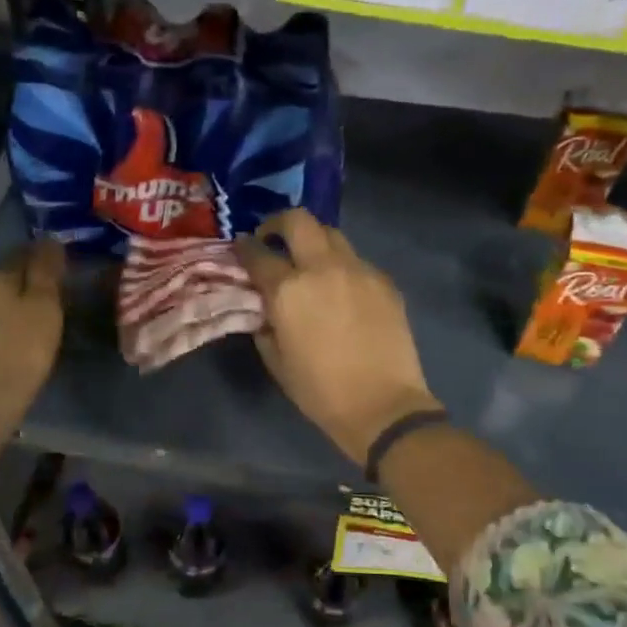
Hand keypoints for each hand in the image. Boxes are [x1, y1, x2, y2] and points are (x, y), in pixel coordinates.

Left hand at [0, 238, 66, 424]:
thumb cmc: (24, 346)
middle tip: (61, 290)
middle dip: (33, 278)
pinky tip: (26, 334)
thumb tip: (50, 239)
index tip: (67, 264)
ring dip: (22, 301)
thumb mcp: (45, 304)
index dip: (45, 254)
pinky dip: (13, 321)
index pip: (23, 252)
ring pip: (3, 298)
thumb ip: (47, 269)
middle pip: (11, 275)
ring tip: (47, 314)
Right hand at [237, 210, 439, 466]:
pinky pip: (357, 261)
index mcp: (288, 290)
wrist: (383, 405)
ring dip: (313, 241)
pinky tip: (341, 290)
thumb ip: (265, 325)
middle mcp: (322, 268)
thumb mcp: (276, 360)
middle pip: (298, 221)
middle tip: (273, 238)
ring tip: (309, 262)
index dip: (245, 248)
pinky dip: (341, 266)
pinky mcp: (384, 281)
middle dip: (279, 223)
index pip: (257, 254)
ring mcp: (358, 270)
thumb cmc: (320, 391)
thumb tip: (265, 308)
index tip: (242, 248)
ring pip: (332, 234)